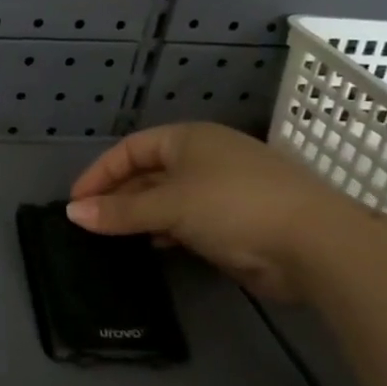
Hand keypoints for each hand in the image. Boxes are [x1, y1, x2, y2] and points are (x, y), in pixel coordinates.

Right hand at [67, 123, 354, 301]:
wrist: (314, 244)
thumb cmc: (233, 206)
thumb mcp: (169, 206)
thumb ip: (119, 211)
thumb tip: (72, 213)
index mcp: (189, 139)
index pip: (131, 148)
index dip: (100, 172)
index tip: (76, 202)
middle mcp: (204, 158)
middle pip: (147, 173)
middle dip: (117, 196)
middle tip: (89, 224)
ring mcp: (222, 190)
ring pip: (167, 199)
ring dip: (139, 216)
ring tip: (112, 238)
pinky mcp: (235, 221)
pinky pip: (187, 221)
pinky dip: (166, 231)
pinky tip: (152, 247)